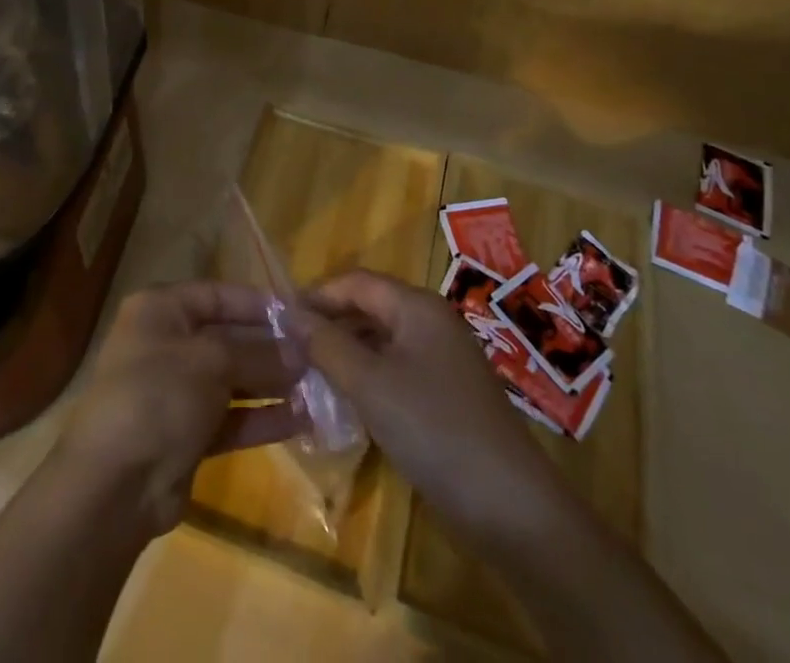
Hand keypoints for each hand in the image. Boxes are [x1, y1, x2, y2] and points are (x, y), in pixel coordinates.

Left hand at [53, 281, 305, 534]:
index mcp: (161, 310)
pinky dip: (263, 417)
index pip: (219, 295)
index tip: (303, 316)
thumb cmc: (157, 394)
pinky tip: (302, 419)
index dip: (260, 305)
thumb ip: (258, 353)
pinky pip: (232, 417)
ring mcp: (177, 391)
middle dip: (272, 348)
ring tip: (319, 387)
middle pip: (229, 337)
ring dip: (273, 383)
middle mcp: (168, 343)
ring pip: (234, 379)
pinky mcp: (188, 434)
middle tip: (319, 355)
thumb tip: (302, 350)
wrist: (112, 485)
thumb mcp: (211, 361)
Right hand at [296, 270, 564, 543]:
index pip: (356, 282)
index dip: (317, 295)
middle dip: (329, 324)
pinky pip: (397, 371)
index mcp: (417, 306)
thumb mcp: (370, 385)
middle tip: (288, 349)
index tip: (279, 318)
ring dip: (346, 353)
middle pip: (369, 308)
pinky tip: (346, 403)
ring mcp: (443, 360)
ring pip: (382, 342)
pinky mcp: (447, 395)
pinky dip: (368, 379)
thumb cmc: (434, 429)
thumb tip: (290, 314)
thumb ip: (327, 345)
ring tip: (307, 376)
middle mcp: (431, 322)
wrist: (511, 507)